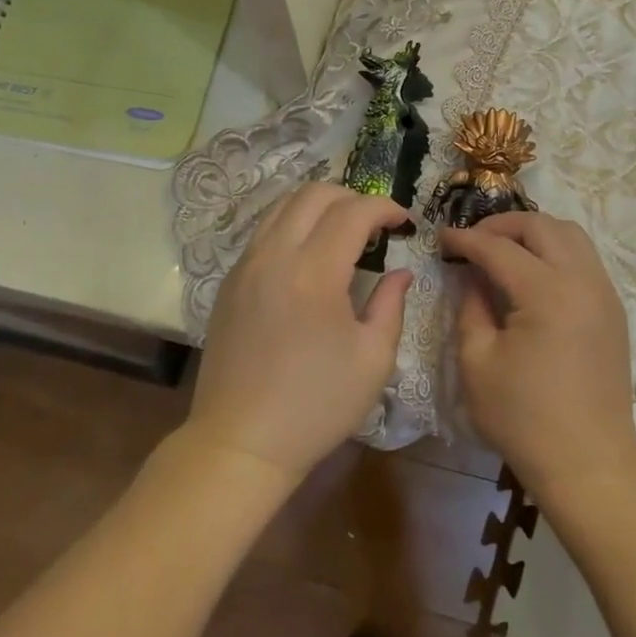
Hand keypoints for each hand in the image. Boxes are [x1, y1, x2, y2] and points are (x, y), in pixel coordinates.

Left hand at [184, 183, 411, 482]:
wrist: (240, 443)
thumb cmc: (316, 406)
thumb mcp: (372, 360)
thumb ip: (391, 305)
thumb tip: (401, 272)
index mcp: (314, 272)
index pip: (353, 211)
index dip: (385, 208)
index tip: (405, 223)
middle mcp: (275, 255)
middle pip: (315, 193)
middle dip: (353, 198)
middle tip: (376, 225)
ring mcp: (246, 265)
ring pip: (283, 204)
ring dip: (320, 206)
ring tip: (344, 232)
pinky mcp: (230, 281)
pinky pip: (264, 230)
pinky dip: (293, 224)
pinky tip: (309, 255)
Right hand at [441, 212, 635, 506]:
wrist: (589, 462)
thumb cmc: (524, 418)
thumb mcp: (477, 363)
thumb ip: (471, 307)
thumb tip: (471, 275)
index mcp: (546, 292)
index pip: (498, 248)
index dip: (466, 240)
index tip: (442, 238)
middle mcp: (581, 279)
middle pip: (540, 226)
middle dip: (501, 225)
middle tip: (473, 240)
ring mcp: (603, 291)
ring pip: (570, 234)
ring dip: (534, 232)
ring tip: (504, 249)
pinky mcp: (613, 308)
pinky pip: (585, 257)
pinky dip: (556, 250)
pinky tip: (534, 272)